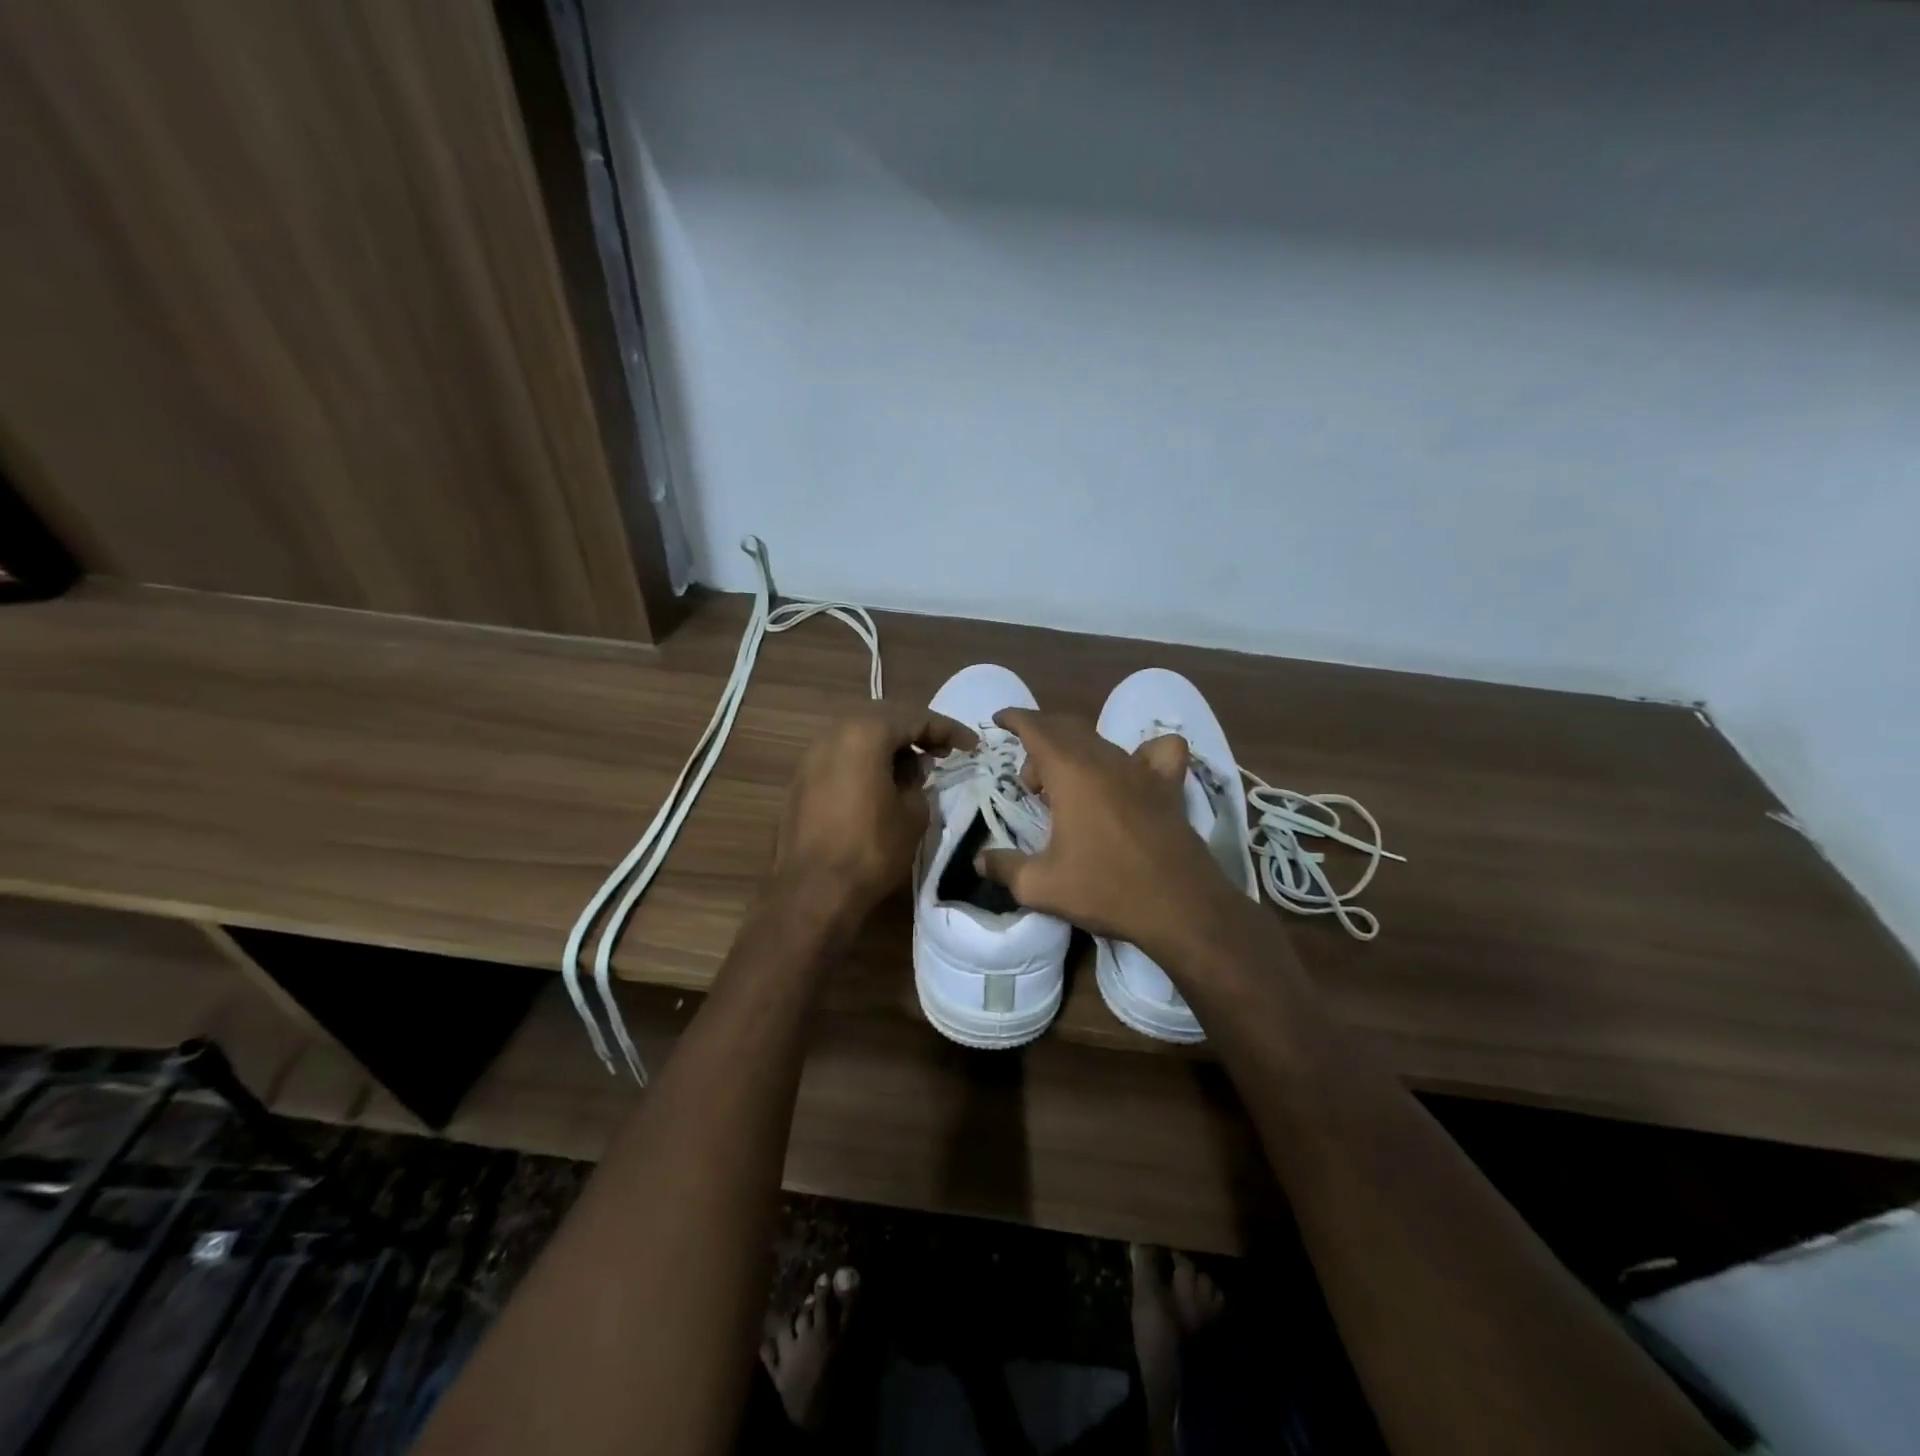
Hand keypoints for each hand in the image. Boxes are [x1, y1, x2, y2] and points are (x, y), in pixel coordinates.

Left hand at [772, 706, 976, 925]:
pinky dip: (865, 762)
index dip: (947, 729)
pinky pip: (841, 757)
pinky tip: (881, 784)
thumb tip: (914, 766)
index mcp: (864, 734)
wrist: (812, 891)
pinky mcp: (800, 781)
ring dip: (889, 747)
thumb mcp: (913, 813)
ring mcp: (811, 757)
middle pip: (883, 720)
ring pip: (858, 737)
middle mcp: (833, 734)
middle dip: (916, 732)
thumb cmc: (871, 850)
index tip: (971, 745)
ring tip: (914, 768)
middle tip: (943, 751)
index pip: (915, 718)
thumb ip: (918, 780)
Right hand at [976, 708, 1242, 959]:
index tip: (999, 720)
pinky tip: (1132, 774)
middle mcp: (1106, 760)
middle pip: (1067, 729)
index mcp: (1071, 772)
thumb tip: (979, 861)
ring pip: (1101, 741)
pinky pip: (1158, 752)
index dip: (1015, 719)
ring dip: (1075, 753)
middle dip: (1040, 742)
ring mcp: (1142, 770)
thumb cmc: (1105, 890)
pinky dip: (1141, 753)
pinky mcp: (1169, 787)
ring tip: (1066, 789)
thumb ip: (1004, 867)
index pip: (1037, 727)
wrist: (1180, 908)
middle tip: (1029, 783)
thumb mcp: (1041, 886)